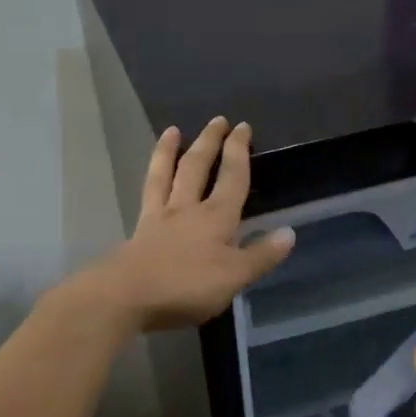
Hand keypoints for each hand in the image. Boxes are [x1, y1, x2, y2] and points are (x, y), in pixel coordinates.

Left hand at [87, 117, 294, 333]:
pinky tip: (150, 175)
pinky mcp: (138, 232)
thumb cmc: (186, 286)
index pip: (232, 178)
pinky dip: (150, 179)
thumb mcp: (234, 277)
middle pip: (197, 167)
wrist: (126, 296)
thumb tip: (289, 233)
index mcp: (217, 218)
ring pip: (166, 175)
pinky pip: (147, 195)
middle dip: (209, 142)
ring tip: (172, 131)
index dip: (239, 152)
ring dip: (170, 151)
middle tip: (217, 120)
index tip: (242, 127)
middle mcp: (188, 209)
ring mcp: (159, 218)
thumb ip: (261, 256)